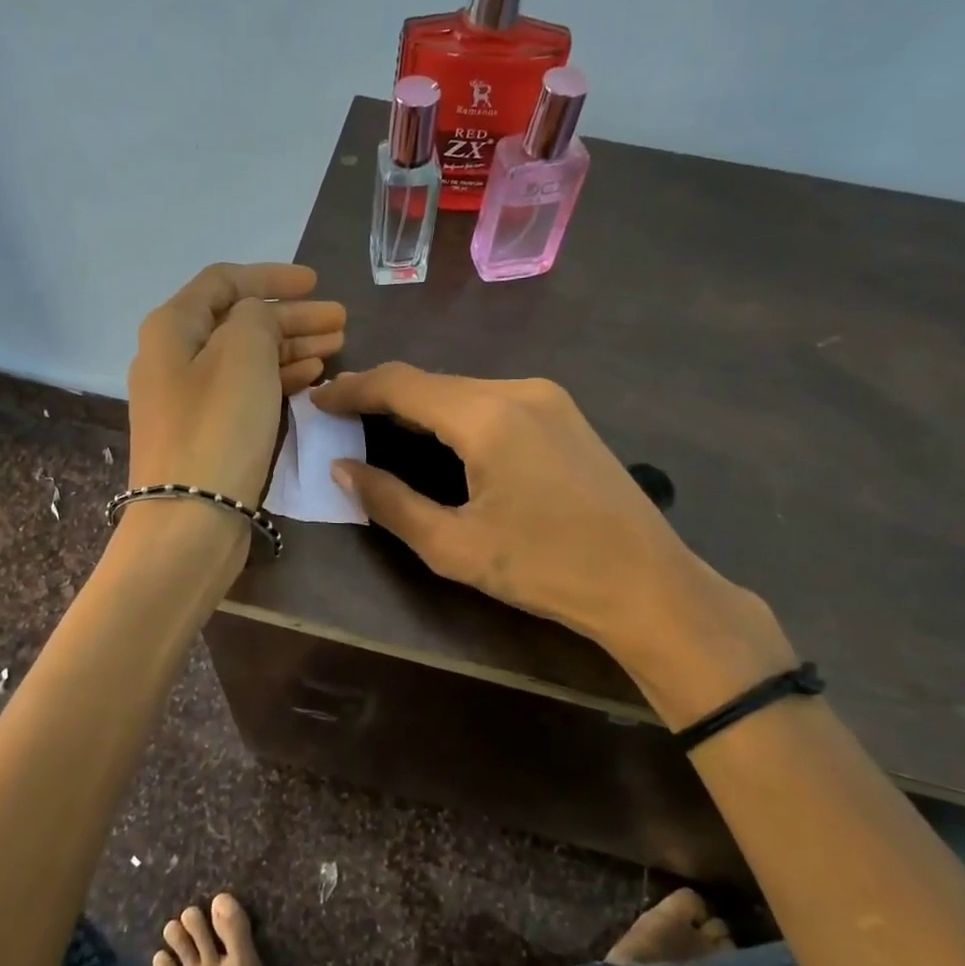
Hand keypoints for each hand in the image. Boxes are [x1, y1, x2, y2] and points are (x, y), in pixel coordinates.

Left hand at [127, 263, 344, 509]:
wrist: (191, 521)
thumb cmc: (218, 428)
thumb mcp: (242, 353)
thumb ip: (257, 317)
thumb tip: (259, 319)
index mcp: (171, 328)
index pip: (224, 281)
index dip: (271, 277)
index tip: (316, 283)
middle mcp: (173, 358)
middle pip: (239, 322)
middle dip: (291, 316)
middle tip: (340, 321)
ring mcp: (188, 400)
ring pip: (246, 358)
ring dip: (291, 347)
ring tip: (336, 347)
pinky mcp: (206, 434)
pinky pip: (246, 391)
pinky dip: (278, 379)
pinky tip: (310, 379)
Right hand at [312, 364, 792, 725]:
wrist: (647, 584)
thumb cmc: (545, 570)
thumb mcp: (453, 546)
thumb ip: (390, 502)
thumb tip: (343, 469)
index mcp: (487, 415)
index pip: (401, 384)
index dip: (353, 389)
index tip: (317, 401)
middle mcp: (518, 389)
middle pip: (432, 382)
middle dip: (382, 396)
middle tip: (340, 416)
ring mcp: (548, 398)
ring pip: (462, 389)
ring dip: (418, 405)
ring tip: (378, 426)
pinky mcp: (564, 414)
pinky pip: (491, 401)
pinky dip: (453, 413)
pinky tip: (437, 437)